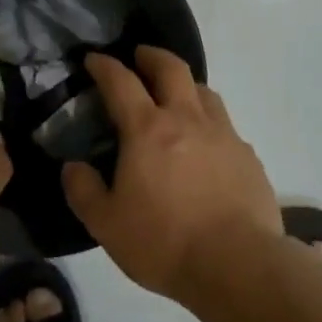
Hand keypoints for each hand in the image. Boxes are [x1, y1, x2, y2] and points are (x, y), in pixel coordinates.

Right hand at [63, 47, 282, 303]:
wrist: (238, 265)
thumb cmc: (164, 242)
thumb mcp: (106, 224)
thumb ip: (83, 190)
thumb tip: (72, 166)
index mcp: (148, 130)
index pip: (121, 82)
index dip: (105, 66)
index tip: (94, 59)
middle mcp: (187, 119)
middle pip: (171, 69)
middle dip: (152, 56)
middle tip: (140, 56)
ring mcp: (224, 135)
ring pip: (204, 92)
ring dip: (185, 85)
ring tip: (176, 95)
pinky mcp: (248, 156)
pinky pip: (226, 126)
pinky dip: (209, 123)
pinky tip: (207, 145)